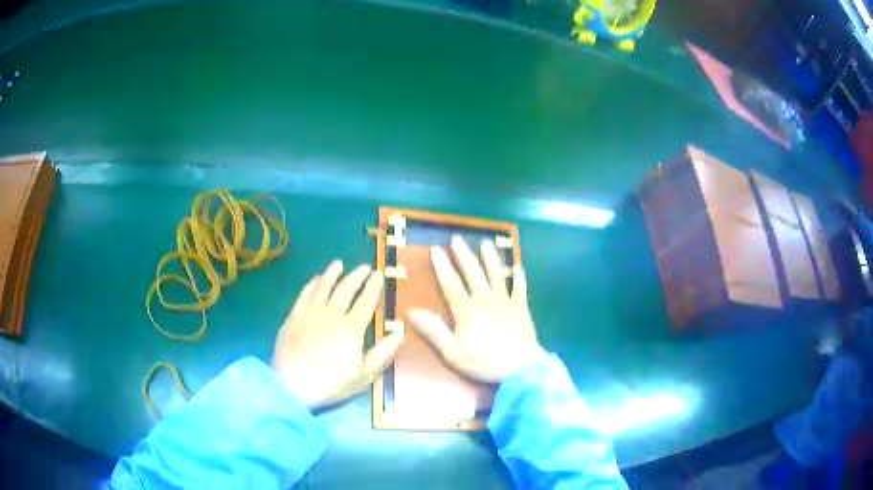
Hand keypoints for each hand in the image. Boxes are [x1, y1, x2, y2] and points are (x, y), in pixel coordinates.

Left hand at [272, 260, 403, 408]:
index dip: (373, 286)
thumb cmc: (331, 383)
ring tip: (339, 264)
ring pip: (324, 286)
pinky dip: (312, 283)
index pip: (366, 301)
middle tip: (364, 267)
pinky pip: (305, 293)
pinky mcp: (294, 316)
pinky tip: (316, 279)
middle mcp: (332, 313)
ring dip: (333, 273)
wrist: (291, 384)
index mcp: (352, 327)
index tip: (378, 273)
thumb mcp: (364, 374)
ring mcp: (311, 312)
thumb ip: (384, 352)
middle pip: (346, 289)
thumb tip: (400, 331)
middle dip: (357, 276)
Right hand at [409, 236, 544, 382]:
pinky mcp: (521, 307)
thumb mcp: (453, 352)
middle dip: (464, 255)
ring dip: (490, 258)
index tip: (435, 249)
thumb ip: (434, 331)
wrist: (521, 368)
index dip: (442, 266)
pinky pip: (519, 288)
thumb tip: (412, 312)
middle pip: (473, 273)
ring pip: (496, 274)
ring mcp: (506, 301)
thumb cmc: (484, 362)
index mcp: (467, 310)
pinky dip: (518, 277)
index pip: (451, 283)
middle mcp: (486, 299)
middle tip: (457, 238)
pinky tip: (518, 266)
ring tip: (486, 243)